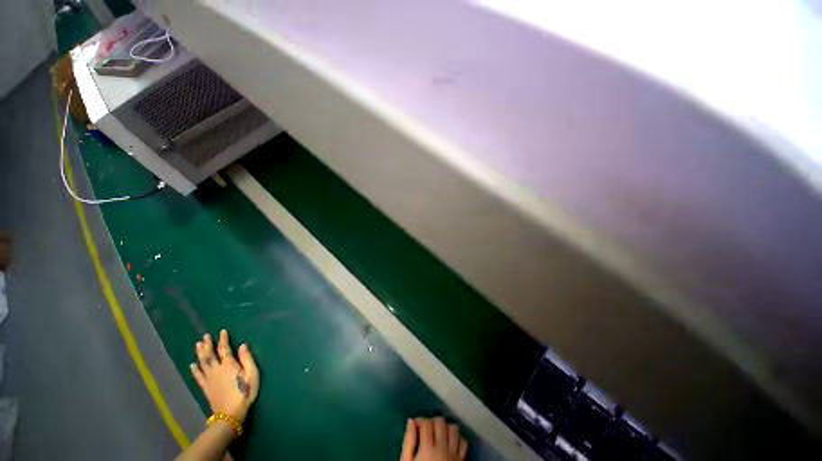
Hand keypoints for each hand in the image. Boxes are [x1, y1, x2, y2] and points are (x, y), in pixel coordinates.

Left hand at [190, 329, 259, 423]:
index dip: (223, 339)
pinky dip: (195, 369)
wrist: (230, 413)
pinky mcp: (205, 387)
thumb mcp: (252, 374)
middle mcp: (216, 369)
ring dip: (199, 353)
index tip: (222, 331)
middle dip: (207, 344)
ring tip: (198, 344)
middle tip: (205, 336)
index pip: (224, 349)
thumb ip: (247, 359)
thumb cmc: (245, 392)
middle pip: (210, 355)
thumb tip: (242, 345)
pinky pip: (198, 376)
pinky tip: (192, 364)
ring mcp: (209, 379)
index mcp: (229, 365)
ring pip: (202, 363)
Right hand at [400, 417, 467, 460]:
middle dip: (433, 421)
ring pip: (454, 429)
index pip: (426, 423)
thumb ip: (409, 441)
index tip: (416, 424)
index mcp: (427, 448)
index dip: (420, 420)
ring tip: (439, 433)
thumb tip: (411, 421)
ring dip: (446, 427)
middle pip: (441, 422)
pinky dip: (457, 438)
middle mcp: (443, 448)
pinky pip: (463, 442)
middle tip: (427, 429)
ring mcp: (454, 454)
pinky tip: (450, 442)